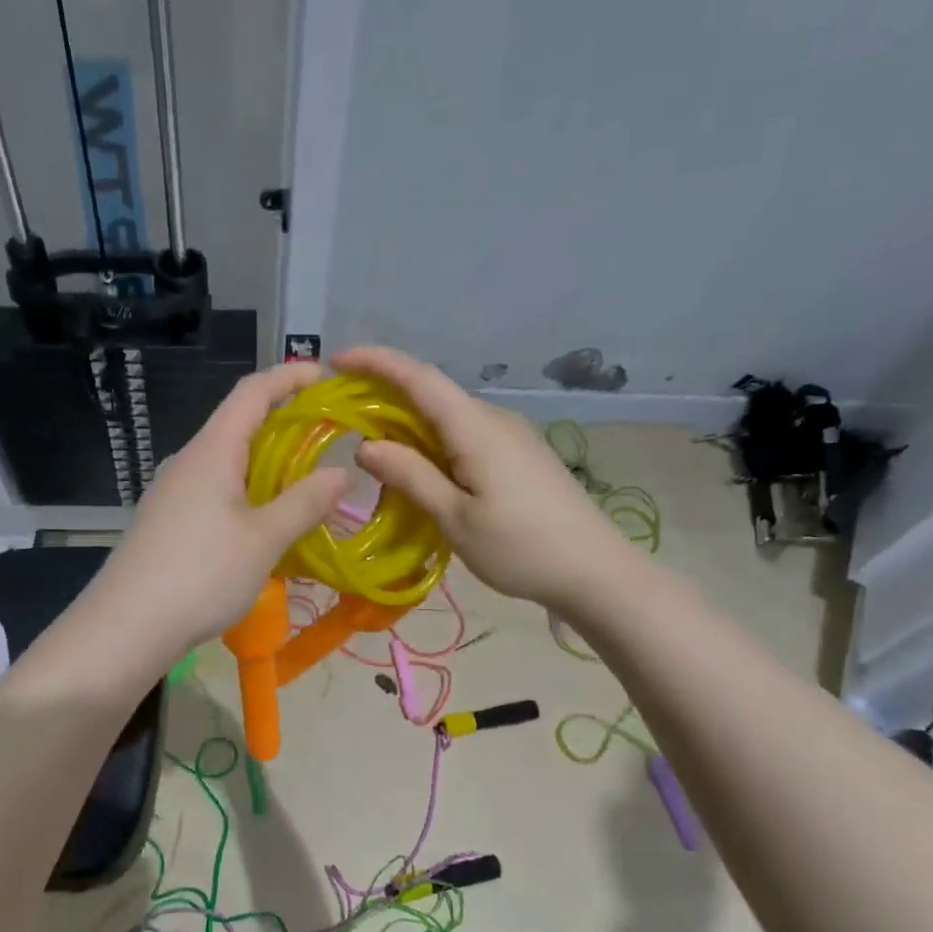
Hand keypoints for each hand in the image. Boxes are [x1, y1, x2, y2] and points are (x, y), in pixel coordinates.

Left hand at [89, 361, 348, 661]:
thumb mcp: (264, 540)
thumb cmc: (199, 575)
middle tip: (330, 436)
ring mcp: (172, 492)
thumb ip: (305, 502)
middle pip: (239, 423)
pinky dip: (248, 491)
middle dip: (285, 422)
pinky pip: (215, 489)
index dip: (289, 376)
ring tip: (306, 481)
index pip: (252, 391)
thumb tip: (343, 472)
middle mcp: (188, 461)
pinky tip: (266, 522)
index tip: (327, 376)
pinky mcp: (167, 521)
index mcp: (211, 450)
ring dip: (268, 462)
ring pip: (228, 461)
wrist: (124, 627)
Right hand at [335, 344, 632, 609]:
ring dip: (408, 423)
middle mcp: (493, 419)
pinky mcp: (519, 453)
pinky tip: (420, 468)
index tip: (335, 360)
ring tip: (373, 450)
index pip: (419, 378)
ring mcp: (510, 435)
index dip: (377, 362)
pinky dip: (432, 441)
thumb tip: (366, 446)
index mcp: (476, 428)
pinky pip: (464, 434)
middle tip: (341, 416)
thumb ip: (411, 477)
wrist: (596, 571)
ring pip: (447, 416)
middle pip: (431, 393)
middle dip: (384, 395)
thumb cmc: (522, 548)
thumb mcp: (456, 518)